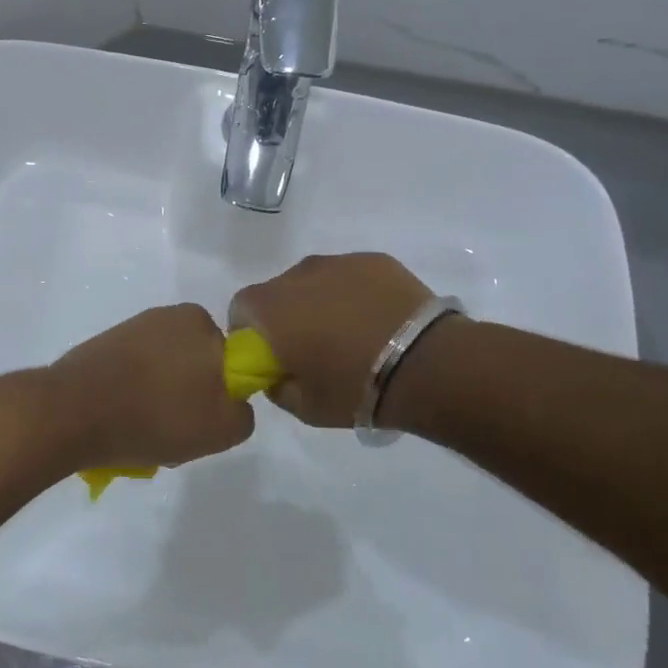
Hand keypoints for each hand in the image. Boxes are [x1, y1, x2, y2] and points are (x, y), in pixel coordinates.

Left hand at [45, 305, 254, 475]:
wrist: (72, 413)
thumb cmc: (155, 417)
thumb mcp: (222, 429)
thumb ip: (242, 413)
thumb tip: (233, 403)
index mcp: (202, 323)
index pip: (230, 363)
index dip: (219, 397)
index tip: (200, 421)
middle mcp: (171, 315)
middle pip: (196, 364)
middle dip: (189, 394)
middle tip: (174, 431)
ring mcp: (133, 326)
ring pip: (164, 369)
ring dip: (160, 396)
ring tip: (142, 431)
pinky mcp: (104, 342)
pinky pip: (134, 371)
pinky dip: (133, 392)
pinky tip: (120, 420)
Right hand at [230, 253, 437, 427]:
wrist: (426, 364)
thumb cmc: (354, 388)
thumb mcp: (304, 407)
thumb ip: (277, 387)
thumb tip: (276, 374)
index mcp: (271, 307)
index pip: (240, 309)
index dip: (249, 332)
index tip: (269, 355)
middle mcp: (297, 275)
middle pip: (278, 292)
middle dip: (286, 316)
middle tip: (312, 348)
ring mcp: (338, 263)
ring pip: (315, 281)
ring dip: (320, 302)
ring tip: (350, 334)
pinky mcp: (373, 260)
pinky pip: (350, 277)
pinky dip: (354, 294)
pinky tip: (377, 320)